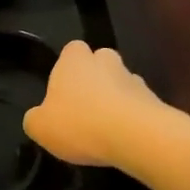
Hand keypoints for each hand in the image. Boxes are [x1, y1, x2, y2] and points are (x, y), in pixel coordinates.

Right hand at [23, 40, 161, 167]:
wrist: (135, 136)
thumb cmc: (79, 123)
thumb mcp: (40, 127)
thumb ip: (35, 119)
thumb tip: (39, 118)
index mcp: (74, 59)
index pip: (71, 50)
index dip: (68, 67)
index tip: (64, 90)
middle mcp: (105, 61)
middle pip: (100, 63)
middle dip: (96, 80)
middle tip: (86, 107)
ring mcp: (133, 78)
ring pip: (122, 83)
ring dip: (116, 99)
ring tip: (107, 128)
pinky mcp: (154, 100)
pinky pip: (139, 106)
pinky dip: (133, 118)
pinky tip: (125, 139)